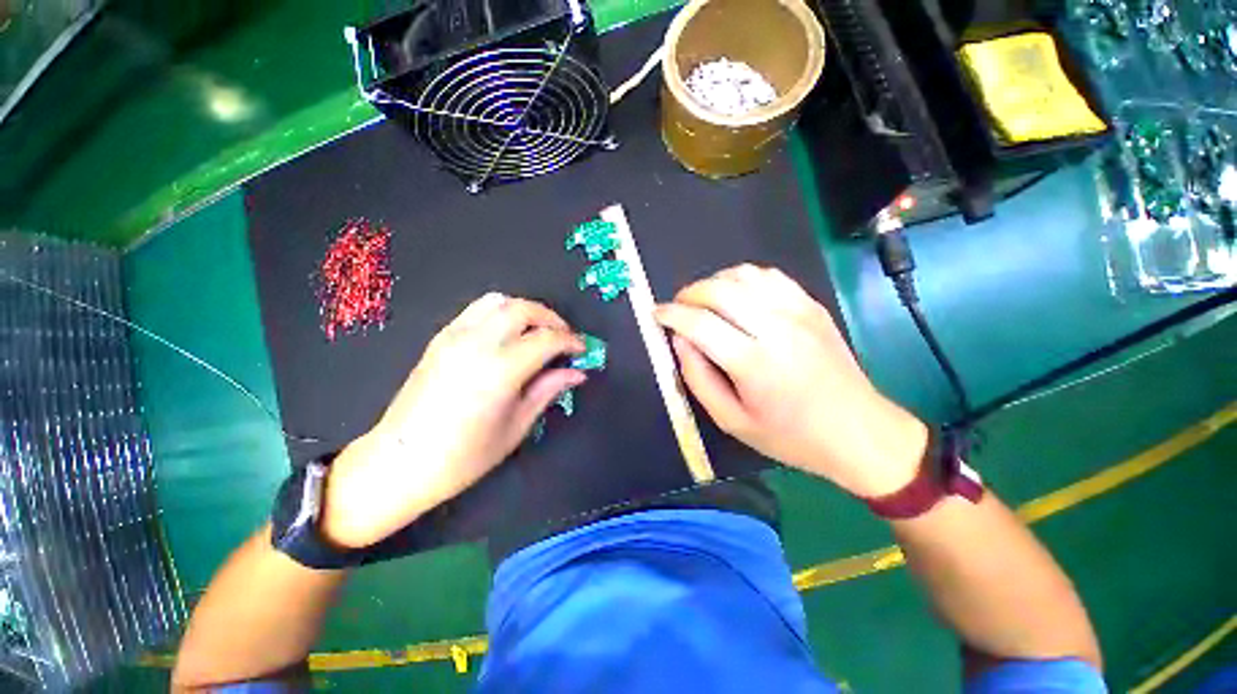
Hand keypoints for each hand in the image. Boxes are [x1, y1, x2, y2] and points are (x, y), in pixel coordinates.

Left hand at [321, 293, 584, 547]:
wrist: (400, 461)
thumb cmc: (464, 456)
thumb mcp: (516, 426)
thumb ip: (548, 390)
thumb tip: (577, 373)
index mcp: (500, 369)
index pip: (547, 338)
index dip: (571, 340)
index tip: (582, 349)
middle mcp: (478, 343)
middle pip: (524, 309)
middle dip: (551, 318)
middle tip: (564, 337)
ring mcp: (455, 336)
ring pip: (499, 301)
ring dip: (526, 310)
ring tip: (538, 331)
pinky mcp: (441, 337)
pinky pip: (478, 310)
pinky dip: (502, 312)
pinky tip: (508, 335)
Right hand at [654, 265, 926, 497]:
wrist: (859, 431)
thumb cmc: (790, 436)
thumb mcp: (732, 421)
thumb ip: (698, 378)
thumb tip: (680, 340)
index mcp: (754, 364)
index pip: (699, 323)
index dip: (671, 314)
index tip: (656, 314)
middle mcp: (776, 328)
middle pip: (719, 290)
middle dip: (688, 293)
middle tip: (677, 308)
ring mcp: (798, 312)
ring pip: (744, 275)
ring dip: (714, 282)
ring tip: (704, 301)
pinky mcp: (812, 306)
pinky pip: (770, 276)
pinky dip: (743, 278)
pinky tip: (737, 295)